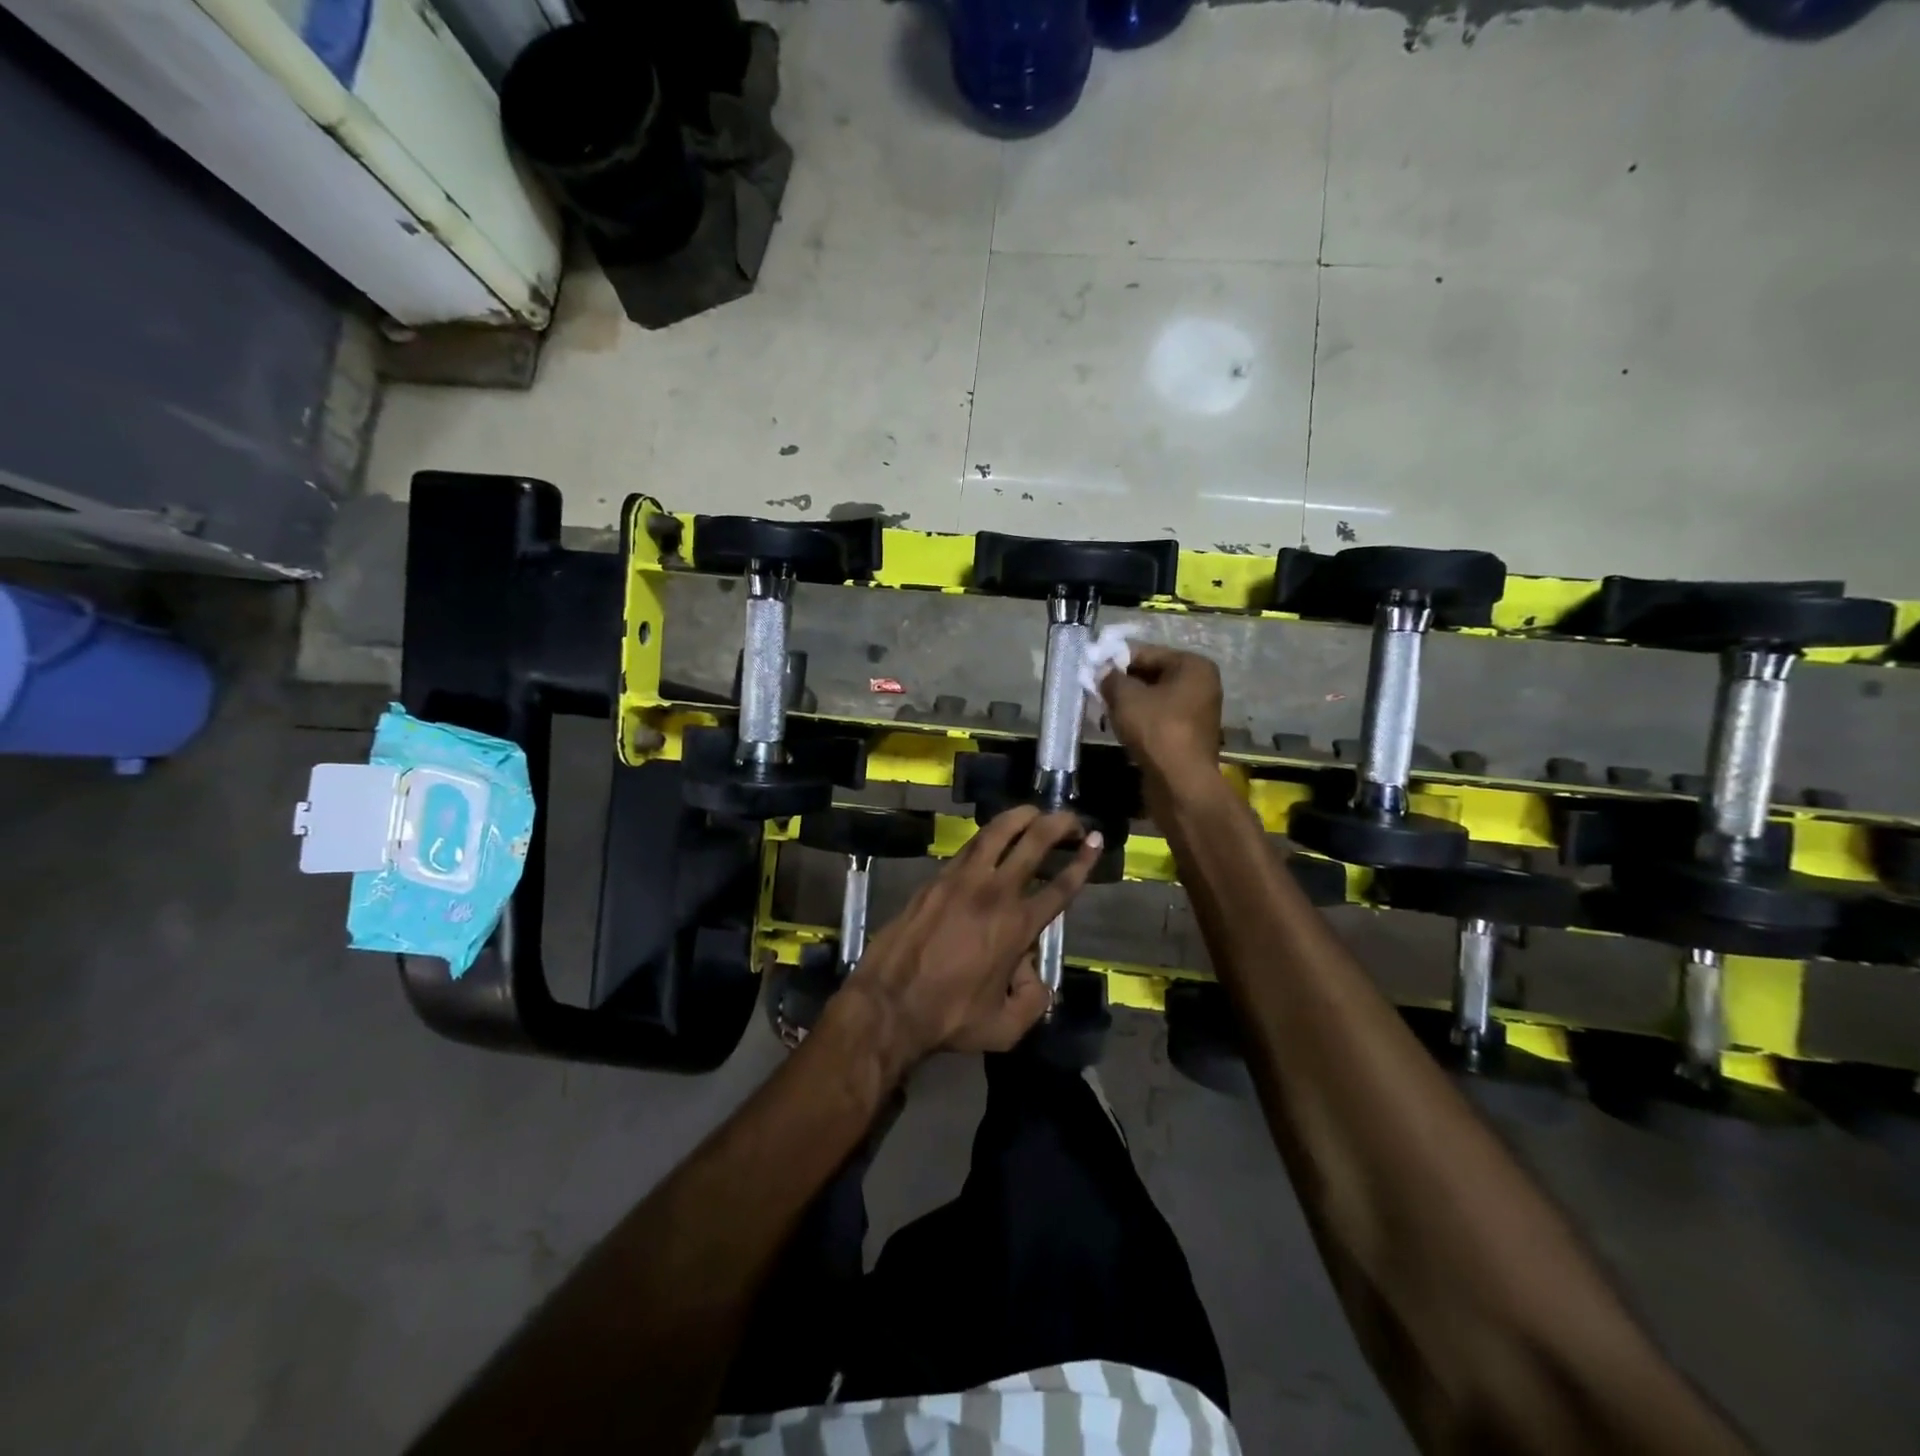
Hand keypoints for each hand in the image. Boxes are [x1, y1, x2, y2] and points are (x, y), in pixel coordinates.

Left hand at [842, 807, 1101, 1066]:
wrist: (887, 1003)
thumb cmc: (948, 1017)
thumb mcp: (1005, 1027)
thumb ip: (1033, 1000)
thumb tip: (1034, 974)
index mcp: (1017, 927)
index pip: (1060, 886)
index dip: (1083, 861)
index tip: (1096, 841)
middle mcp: (994, 893)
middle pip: (1034, 843)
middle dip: (1058, 824)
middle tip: (1072, 818)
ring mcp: (961, 880)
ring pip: (997, 833)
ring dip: (1021, 816)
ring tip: (1035, 810)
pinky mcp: (935, 879)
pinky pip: (968, 846)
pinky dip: (988, 835)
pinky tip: (993, 835)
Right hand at [1100, 644, 1224, 811]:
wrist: (1180, 782)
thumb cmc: (1156, 729)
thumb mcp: (1126, 697)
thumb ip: (1111, 678)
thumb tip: (1102, 672)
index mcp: (1193, 666)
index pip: (1146, 653)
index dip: (1116, 660)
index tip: (1092, 669)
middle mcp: (1201, 684)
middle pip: (1152, 675)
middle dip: (1122, 682)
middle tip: (1095, 690)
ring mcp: (1198, 711)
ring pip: (1154, 698)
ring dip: (1129, 703)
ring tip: (1104, 710)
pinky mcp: (1189, 735)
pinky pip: (1159, 718)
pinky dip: (1139, 720)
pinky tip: (1119, 727)